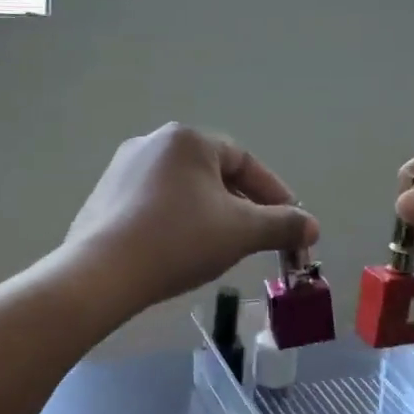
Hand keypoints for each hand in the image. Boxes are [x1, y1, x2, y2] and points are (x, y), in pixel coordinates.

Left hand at [64, 123, 318, 312]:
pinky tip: (178, 251)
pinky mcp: (103, 198)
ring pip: (183, 190)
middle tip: (257, 238)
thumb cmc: (178, 241)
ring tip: (220, 248)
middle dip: (242, 206)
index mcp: (186, 139)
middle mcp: (151, 143)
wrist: (102, 273)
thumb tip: (311, 226)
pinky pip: (154, 205)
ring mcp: (121, 170)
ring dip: (209, 215)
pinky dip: (176, 222)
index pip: (244, 161)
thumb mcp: (241, 232)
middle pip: (212, 174)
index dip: (274, 193)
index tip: (290, 223)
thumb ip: (282, 225)